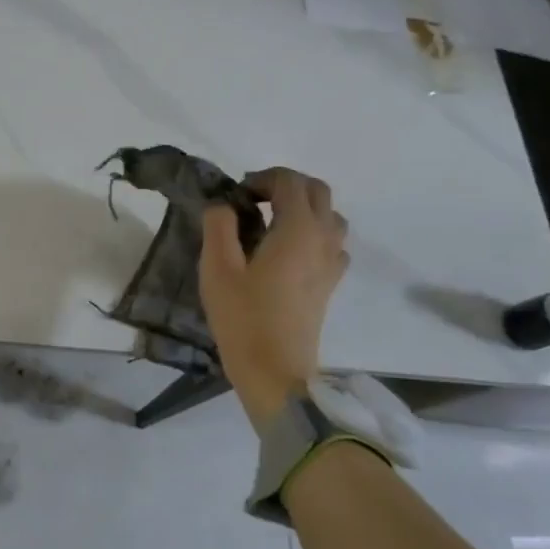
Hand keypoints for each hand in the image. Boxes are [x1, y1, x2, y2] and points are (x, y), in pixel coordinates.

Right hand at [199, 167, 349, 419]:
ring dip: (302, 209)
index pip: (290, 181)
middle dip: (285, 187)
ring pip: (329, 216)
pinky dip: (312, 234)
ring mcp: (332, 262)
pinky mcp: (330, 283)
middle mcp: (323, 238)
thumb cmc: (242, 317)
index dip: (262, 178)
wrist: (274, 370)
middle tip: (251, 203)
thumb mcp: (217, 267)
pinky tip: (286, 253)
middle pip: (317, 191)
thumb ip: (218, 226)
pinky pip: (331, 243)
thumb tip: (224, 206)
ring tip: (268, 225)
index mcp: (298, 229)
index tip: (235, 196)